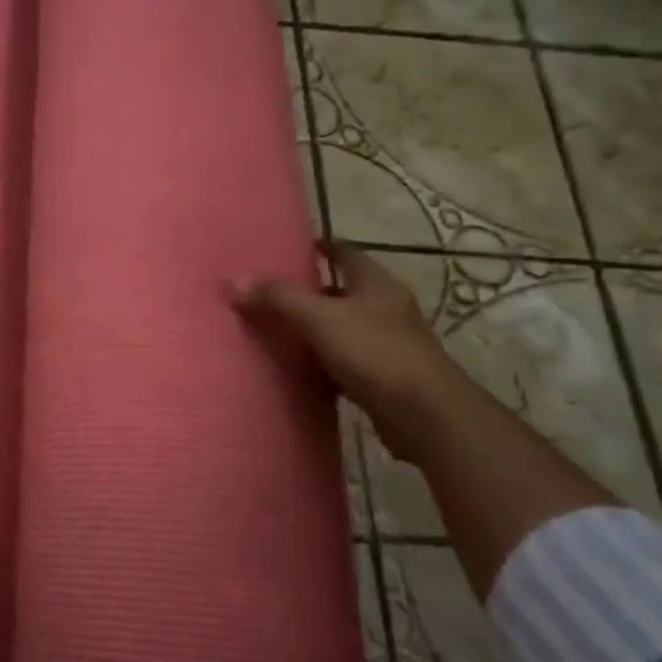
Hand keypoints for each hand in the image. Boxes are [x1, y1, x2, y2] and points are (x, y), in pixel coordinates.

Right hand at [233, 242, 463, 459]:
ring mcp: (389, 344)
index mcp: (376, 284)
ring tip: (279, 330)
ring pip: (344, 328)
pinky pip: (346, 361)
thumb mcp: (320, 318)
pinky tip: (301, 370)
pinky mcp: (385, 377)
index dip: (324, 247)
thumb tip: (236, 282)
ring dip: (317, 329)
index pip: (347, 253)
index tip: (297, 246)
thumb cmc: (375, 352)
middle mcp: (386, 308)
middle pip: (344, 291)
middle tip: (274, 293)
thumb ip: (279, 299)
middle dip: (312, 291)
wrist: (425, 414)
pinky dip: (324, 362)